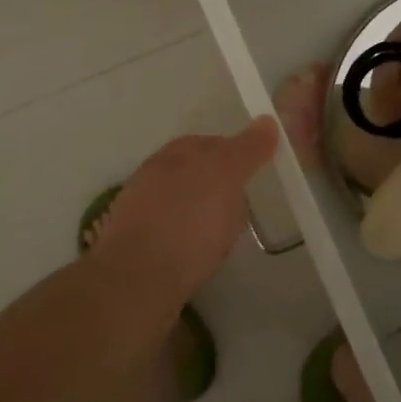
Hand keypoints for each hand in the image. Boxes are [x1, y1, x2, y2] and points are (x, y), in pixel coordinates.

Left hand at [86, 117, 277, 306]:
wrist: (136, 280)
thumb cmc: (188, 223)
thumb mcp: (226, 176)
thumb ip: (247, 150)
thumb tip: (267, 121)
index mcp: (175, 153)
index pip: (211, 143)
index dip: (236, 155)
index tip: (255, 175)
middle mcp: (153, 174)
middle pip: (193, 172)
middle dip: (217, 184)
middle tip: (241, 208)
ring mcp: (138, 209)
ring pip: (179, 202)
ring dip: (198, 212)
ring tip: (219, 236)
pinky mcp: (133, 244)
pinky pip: (169, 231)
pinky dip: (184, 237)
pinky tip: (194, 255)